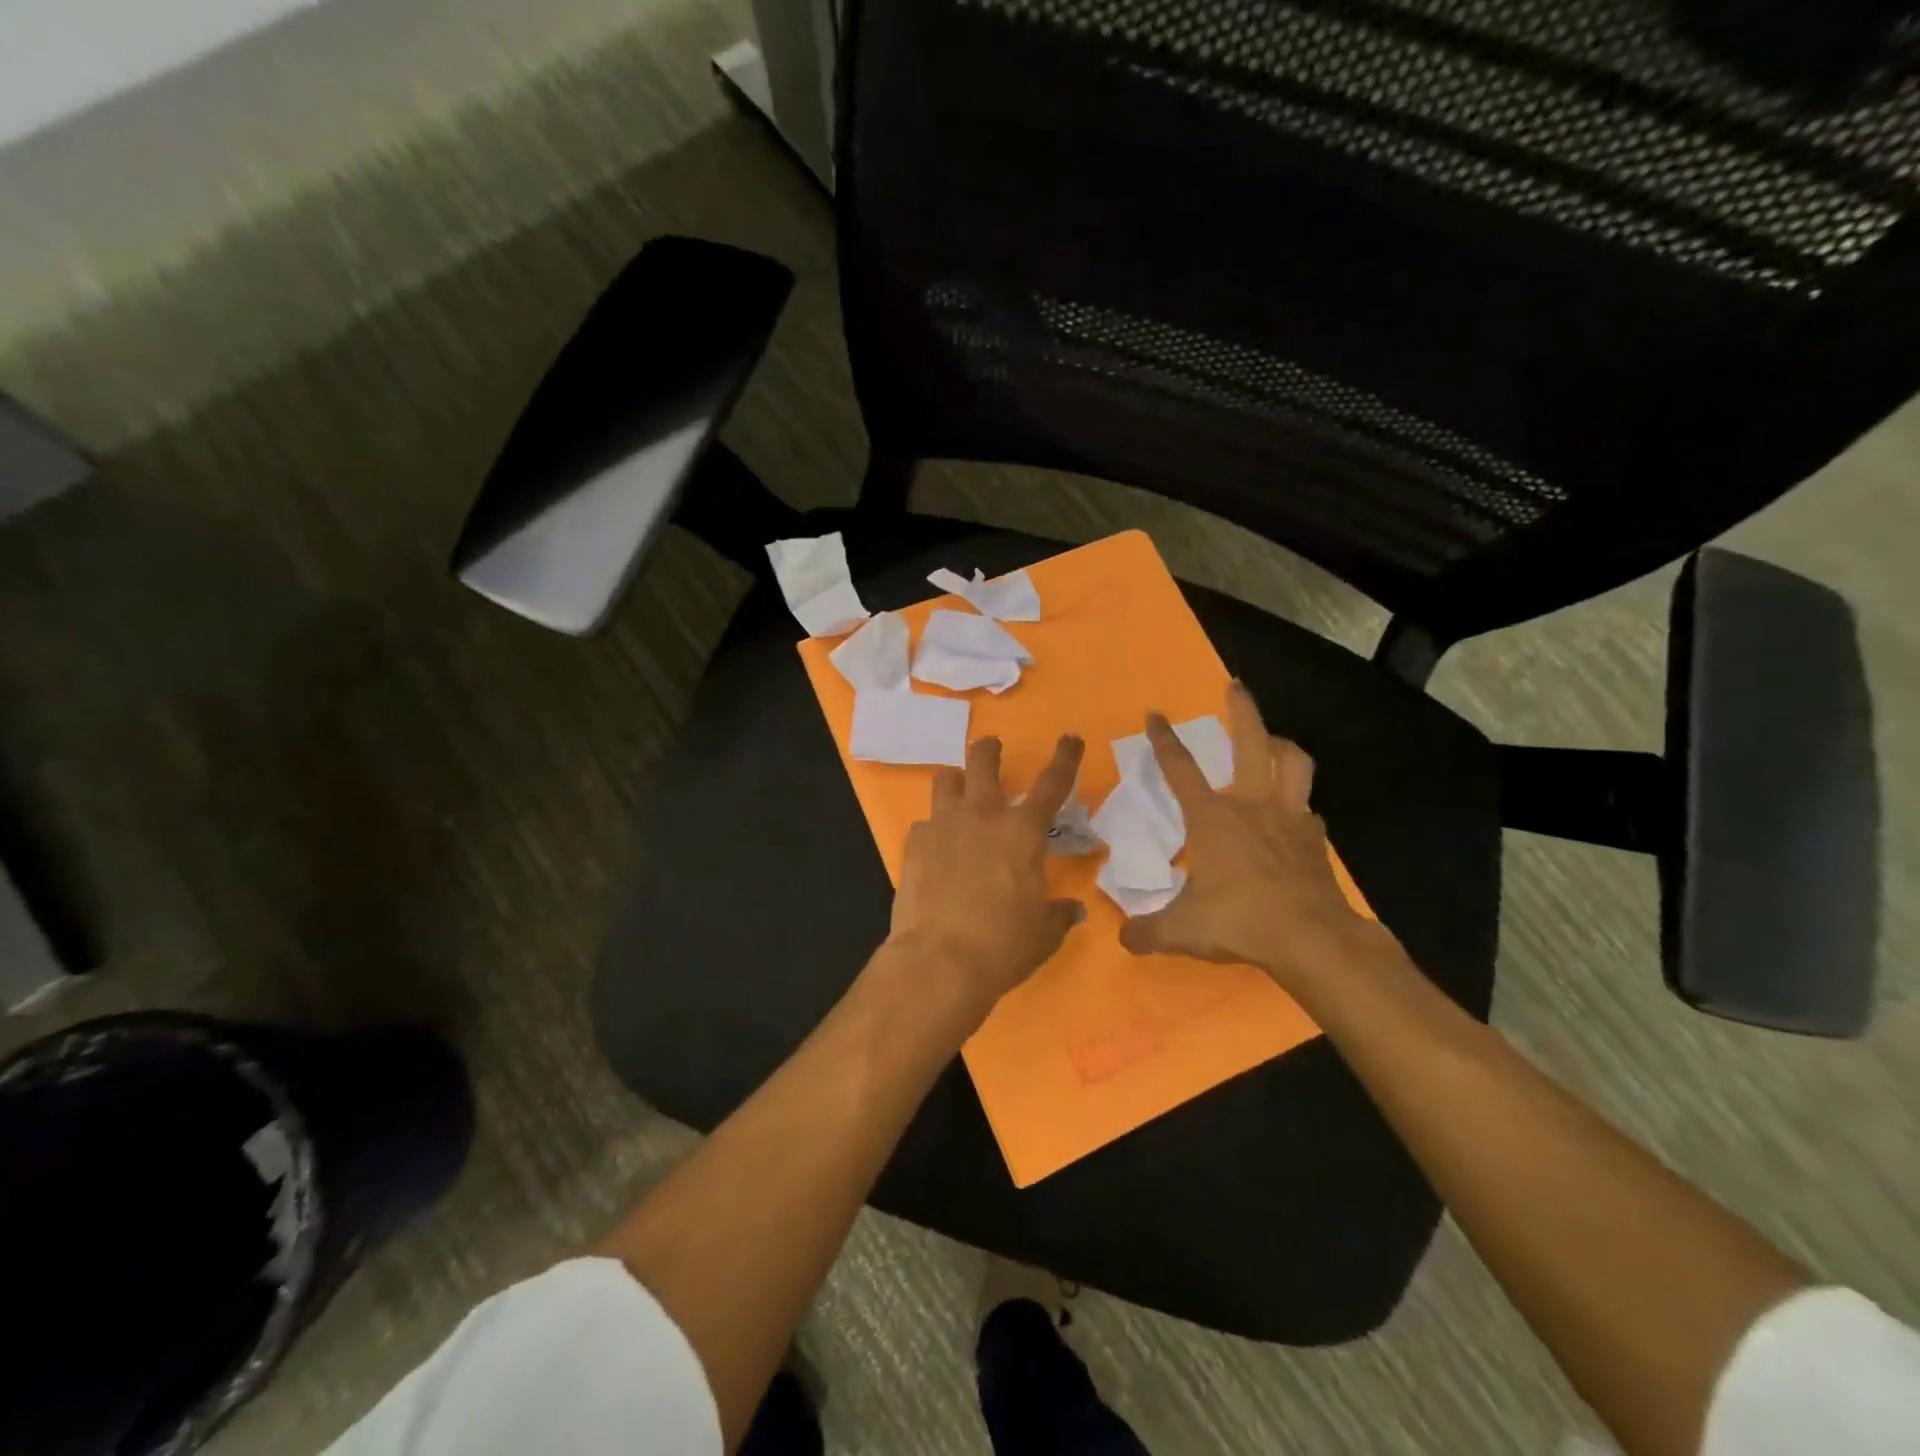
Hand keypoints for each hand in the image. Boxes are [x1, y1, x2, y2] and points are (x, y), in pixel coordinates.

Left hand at [887, 734, 1086, 1024]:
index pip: (1052, 784)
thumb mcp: (1042, 934)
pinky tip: (935, 850)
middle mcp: (982, 817)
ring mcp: (943, 825)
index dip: (1065, 758)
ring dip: (956, 781)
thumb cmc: (1002, 945)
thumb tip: (1072, 909)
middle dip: (990, 750)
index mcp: (1022, 832)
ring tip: (958, 791)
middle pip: (984, 761)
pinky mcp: (913, 843)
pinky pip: (924, 823)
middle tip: (992, 749)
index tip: (1070, 739)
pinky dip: (933, 829)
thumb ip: (1058, 915)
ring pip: (946, 780)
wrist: (939, 960)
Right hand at [1119, 683, 1375, 983]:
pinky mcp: (1315, 839)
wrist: (1311, 939)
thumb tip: (1123, 938)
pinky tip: (1293, 813)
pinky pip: (1308, 808)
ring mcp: (1289, 818)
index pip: (1180, 769)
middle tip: (1235, 686)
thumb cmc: (1239, 921)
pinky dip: (1299, 802)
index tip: (1155, 714)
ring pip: (1294, 763)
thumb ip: (1146, 931)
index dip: (1164, 739)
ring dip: (1282, 745)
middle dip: (1242, 710)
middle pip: (1250, 743)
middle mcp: (1251, 806)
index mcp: (1212, 819)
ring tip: (1272, 741)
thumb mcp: (1181, 931)